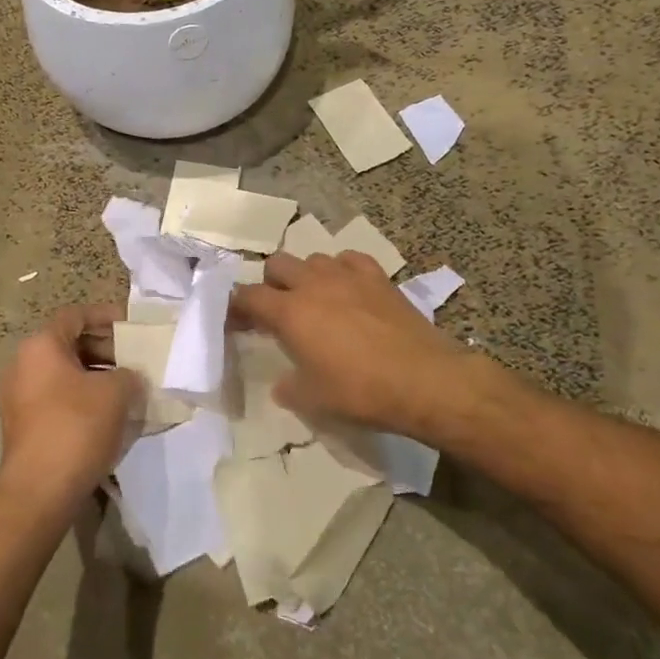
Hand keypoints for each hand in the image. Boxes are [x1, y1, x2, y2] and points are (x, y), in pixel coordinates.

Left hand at [0, 304, 143, 512]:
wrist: (39, 491)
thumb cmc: (77, 427)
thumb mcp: (116, 392)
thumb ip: (129, 374)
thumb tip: (129, 378)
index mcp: (40, 346)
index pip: (76, 315)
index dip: (107, 316)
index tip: (133, 326)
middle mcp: (23, 364)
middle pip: (69, 343)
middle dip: (106, 348)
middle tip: (136, 359)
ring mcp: (20, 396)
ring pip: (65, 372)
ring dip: (98, 375)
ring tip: (129, 387)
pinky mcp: (25, 424)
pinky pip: (59, 397)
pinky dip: (84, 397)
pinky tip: (111, 414)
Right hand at [234, 251, 481, 437]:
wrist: (423, 380)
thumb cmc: (361, 391)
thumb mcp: (313, 399)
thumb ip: (289, 387)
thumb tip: (281, 384)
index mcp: (290, 313)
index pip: (249, 296)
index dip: (237, 307)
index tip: (236, 321)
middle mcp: (313, 284)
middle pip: (277, 264)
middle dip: (270, 283)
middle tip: (277, 310)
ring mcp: (347, 275)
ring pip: (313, 258)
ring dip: (306, 275)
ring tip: (315, 299)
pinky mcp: (378, 277)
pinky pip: (349, 259)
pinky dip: (341, 270)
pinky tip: (348, 288)